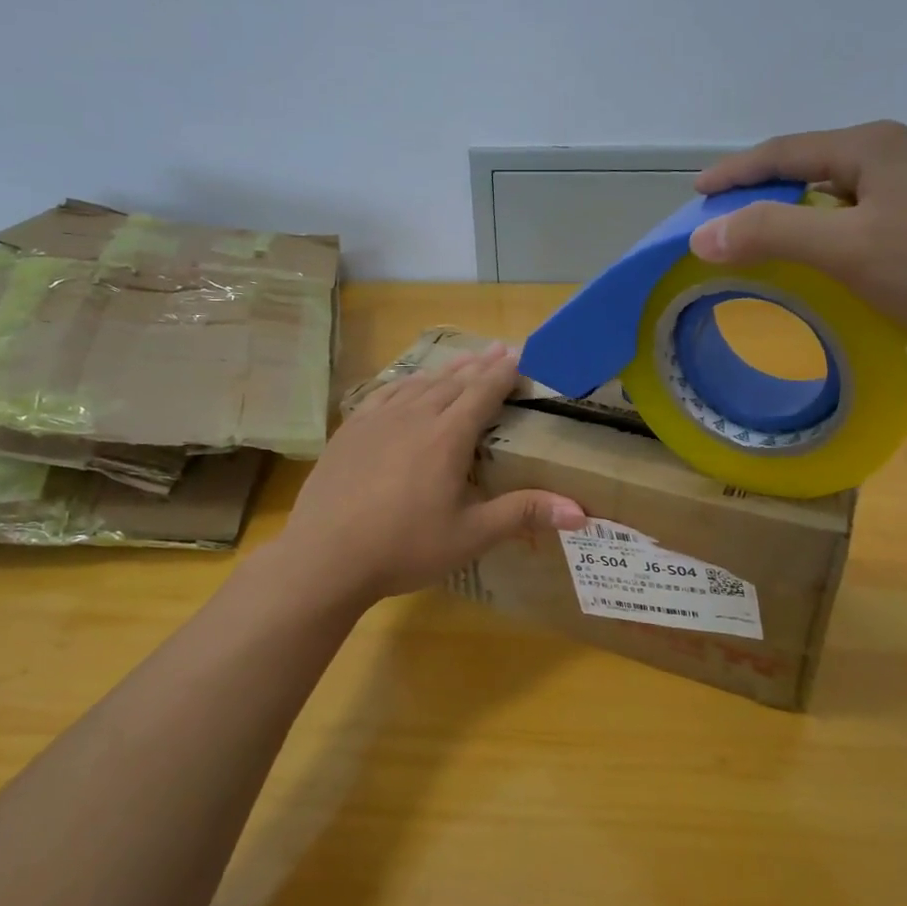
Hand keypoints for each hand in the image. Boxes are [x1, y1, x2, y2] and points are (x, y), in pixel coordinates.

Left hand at [280, 344, 586, 604]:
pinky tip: (407, 384)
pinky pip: (385, 393)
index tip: (522, 354)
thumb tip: (581, 512)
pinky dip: (405, 383)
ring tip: (464, 360)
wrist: (325, 557)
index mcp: (447, 436)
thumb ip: (523, 515)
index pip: (483, 392)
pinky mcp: (350, 430)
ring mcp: (377, 419)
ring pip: (419, 383)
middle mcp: (414, 416)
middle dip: (481, 365)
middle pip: (453, 381)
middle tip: (501, 348)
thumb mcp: (470, 535)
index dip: (505, 372)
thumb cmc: (404, 548)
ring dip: (446, 370)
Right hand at [691, 121, 906, 360]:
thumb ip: (772, 234)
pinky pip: (864, 216)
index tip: (698, 193)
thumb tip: (702, 233)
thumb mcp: (848, 248)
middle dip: (764, 189)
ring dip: (797, 211)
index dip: (736, 171)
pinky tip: (829, 258)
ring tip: (767, 237)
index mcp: (871, 148)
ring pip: (840, 193)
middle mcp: (896, 155)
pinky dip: (830, 231)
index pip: (783, 151)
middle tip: (727, 217)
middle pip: (811, 165)